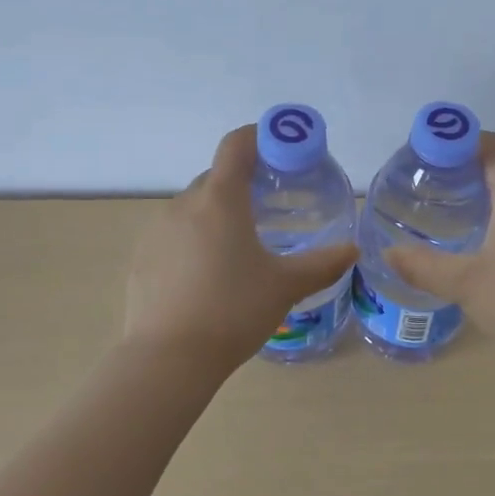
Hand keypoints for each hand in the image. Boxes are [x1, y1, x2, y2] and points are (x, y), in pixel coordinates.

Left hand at [124, 125, 358, 372]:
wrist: (168, 359)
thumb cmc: (233, 311)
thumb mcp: (285, 286)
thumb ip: (323, 263)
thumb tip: (353, 250)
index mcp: (220, 199)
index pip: (236, 145)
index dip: (260, 137)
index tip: (282, 150)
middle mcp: (183, 204)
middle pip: (216, 177)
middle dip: (243, 184)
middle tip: (271, 208)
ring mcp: (156, 231)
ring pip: (193, 208)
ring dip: (217, 215)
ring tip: (241, 247)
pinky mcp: (141, 259)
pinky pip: (174, 236)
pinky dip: (194, 241)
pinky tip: (209, 277)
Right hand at [383, 132, 494, 359]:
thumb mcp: (464, 282)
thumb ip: (422, 266)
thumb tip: (388, 254)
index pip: (489, 144)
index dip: (457, 140)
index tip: (427, 154)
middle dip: (467, 160)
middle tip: (432, 176)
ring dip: (486, 182)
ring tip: (451, 198)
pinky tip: (482, 229)